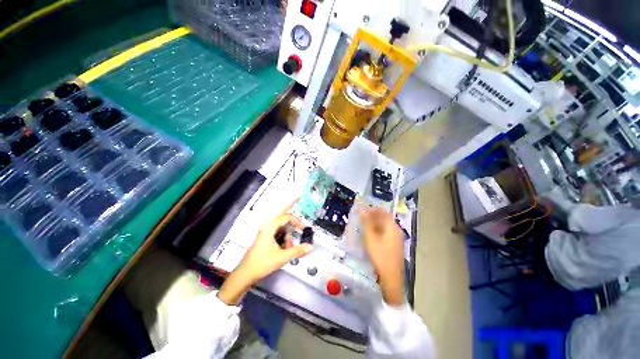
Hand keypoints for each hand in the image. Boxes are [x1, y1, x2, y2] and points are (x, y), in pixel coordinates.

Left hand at [218, 201, 312, 304]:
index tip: (303, 228)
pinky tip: (285, 248)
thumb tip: (311, 246)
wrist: (246, 273)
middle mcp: (268, 226)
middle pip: (282, 213)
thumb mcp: (282, 257)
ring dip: (288, 234)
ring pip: (282, 226)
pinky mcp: (266, 237)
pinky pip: (279, 232)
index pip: (287, 217)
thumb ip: (297, 251)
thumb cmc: (262, 263)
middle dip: (290, 204)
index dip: (297, 221)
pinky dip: (284, 238)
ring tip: (289, 248)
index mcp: (270, 227)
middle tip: (298, 196)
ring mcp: (266, 231)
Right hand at [359, 207, 404, 305]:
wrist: (391, 277)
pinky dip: (379, 231)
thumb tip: (363, 210)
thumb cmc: (380, 256)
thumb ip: (366, 223)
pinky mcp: (396, 245)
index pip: (382, 212)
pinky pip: (387, 233)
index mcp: (392, 227)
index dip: (372, 210)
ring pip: (385, 226)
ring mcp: (398, 238)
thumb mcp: (370, 238)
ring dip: (375, 224)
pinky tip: (372, 236)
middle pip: (384, 219)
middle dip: (373, 217)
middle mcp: (397, 230)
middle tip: (362, 219)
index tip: (363, 210)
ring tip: (365, 227)